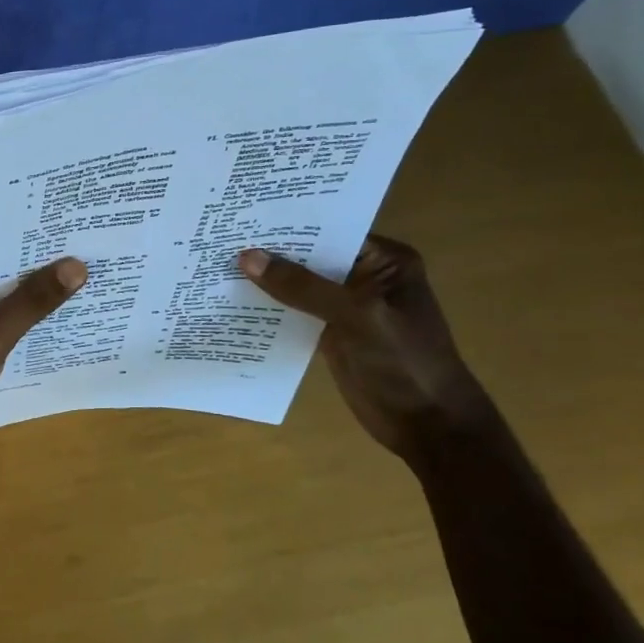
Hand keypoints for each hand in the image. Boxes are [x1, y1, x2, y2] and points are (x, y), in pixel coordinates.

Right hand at [237, 236, 491, 459]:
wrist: (428, 426)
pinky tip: (231, 302)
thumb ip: (303, 287)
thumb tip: (247, 257)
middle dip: (270, 252)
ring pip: (298, 286)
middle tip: (219, 238)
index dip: (288, 224)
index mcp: (385, 260)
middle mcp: (364, 277)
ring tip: (215, 264)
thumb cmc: (405, 363)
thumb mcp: (357, 317)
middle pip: (309, 257)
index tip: (243, 217)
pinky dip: (269, 310)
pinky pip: (294, 313)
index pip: (329, 230)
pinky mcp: (331, 334)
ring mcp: (347, 307)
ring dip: (265, 281)